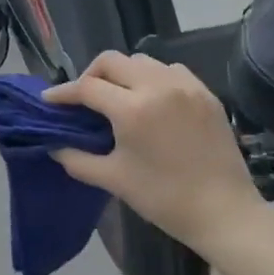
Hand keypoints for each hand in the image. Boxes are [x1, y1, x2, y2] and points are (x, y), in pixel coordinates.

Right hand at [44, 52, 270, 258]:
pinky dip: (153, 77)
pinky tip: (151, 99)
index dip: (63, 93)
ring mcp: (185, 86)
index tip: (49, 100)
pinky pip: (170, 70)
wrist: (225, 213)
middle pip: (112, 61)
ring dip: (122, 73)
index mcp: (132, 109)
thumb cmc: (163, 198)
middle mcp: (158, 87)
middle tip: (84, 98)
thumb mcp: (114, 179)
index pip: (87, 87)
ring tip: (118, 96)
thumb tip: (54, 145)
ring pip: (142, 61)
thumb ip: (77, 159)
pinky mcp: (206, 93)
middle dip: (91, 75)